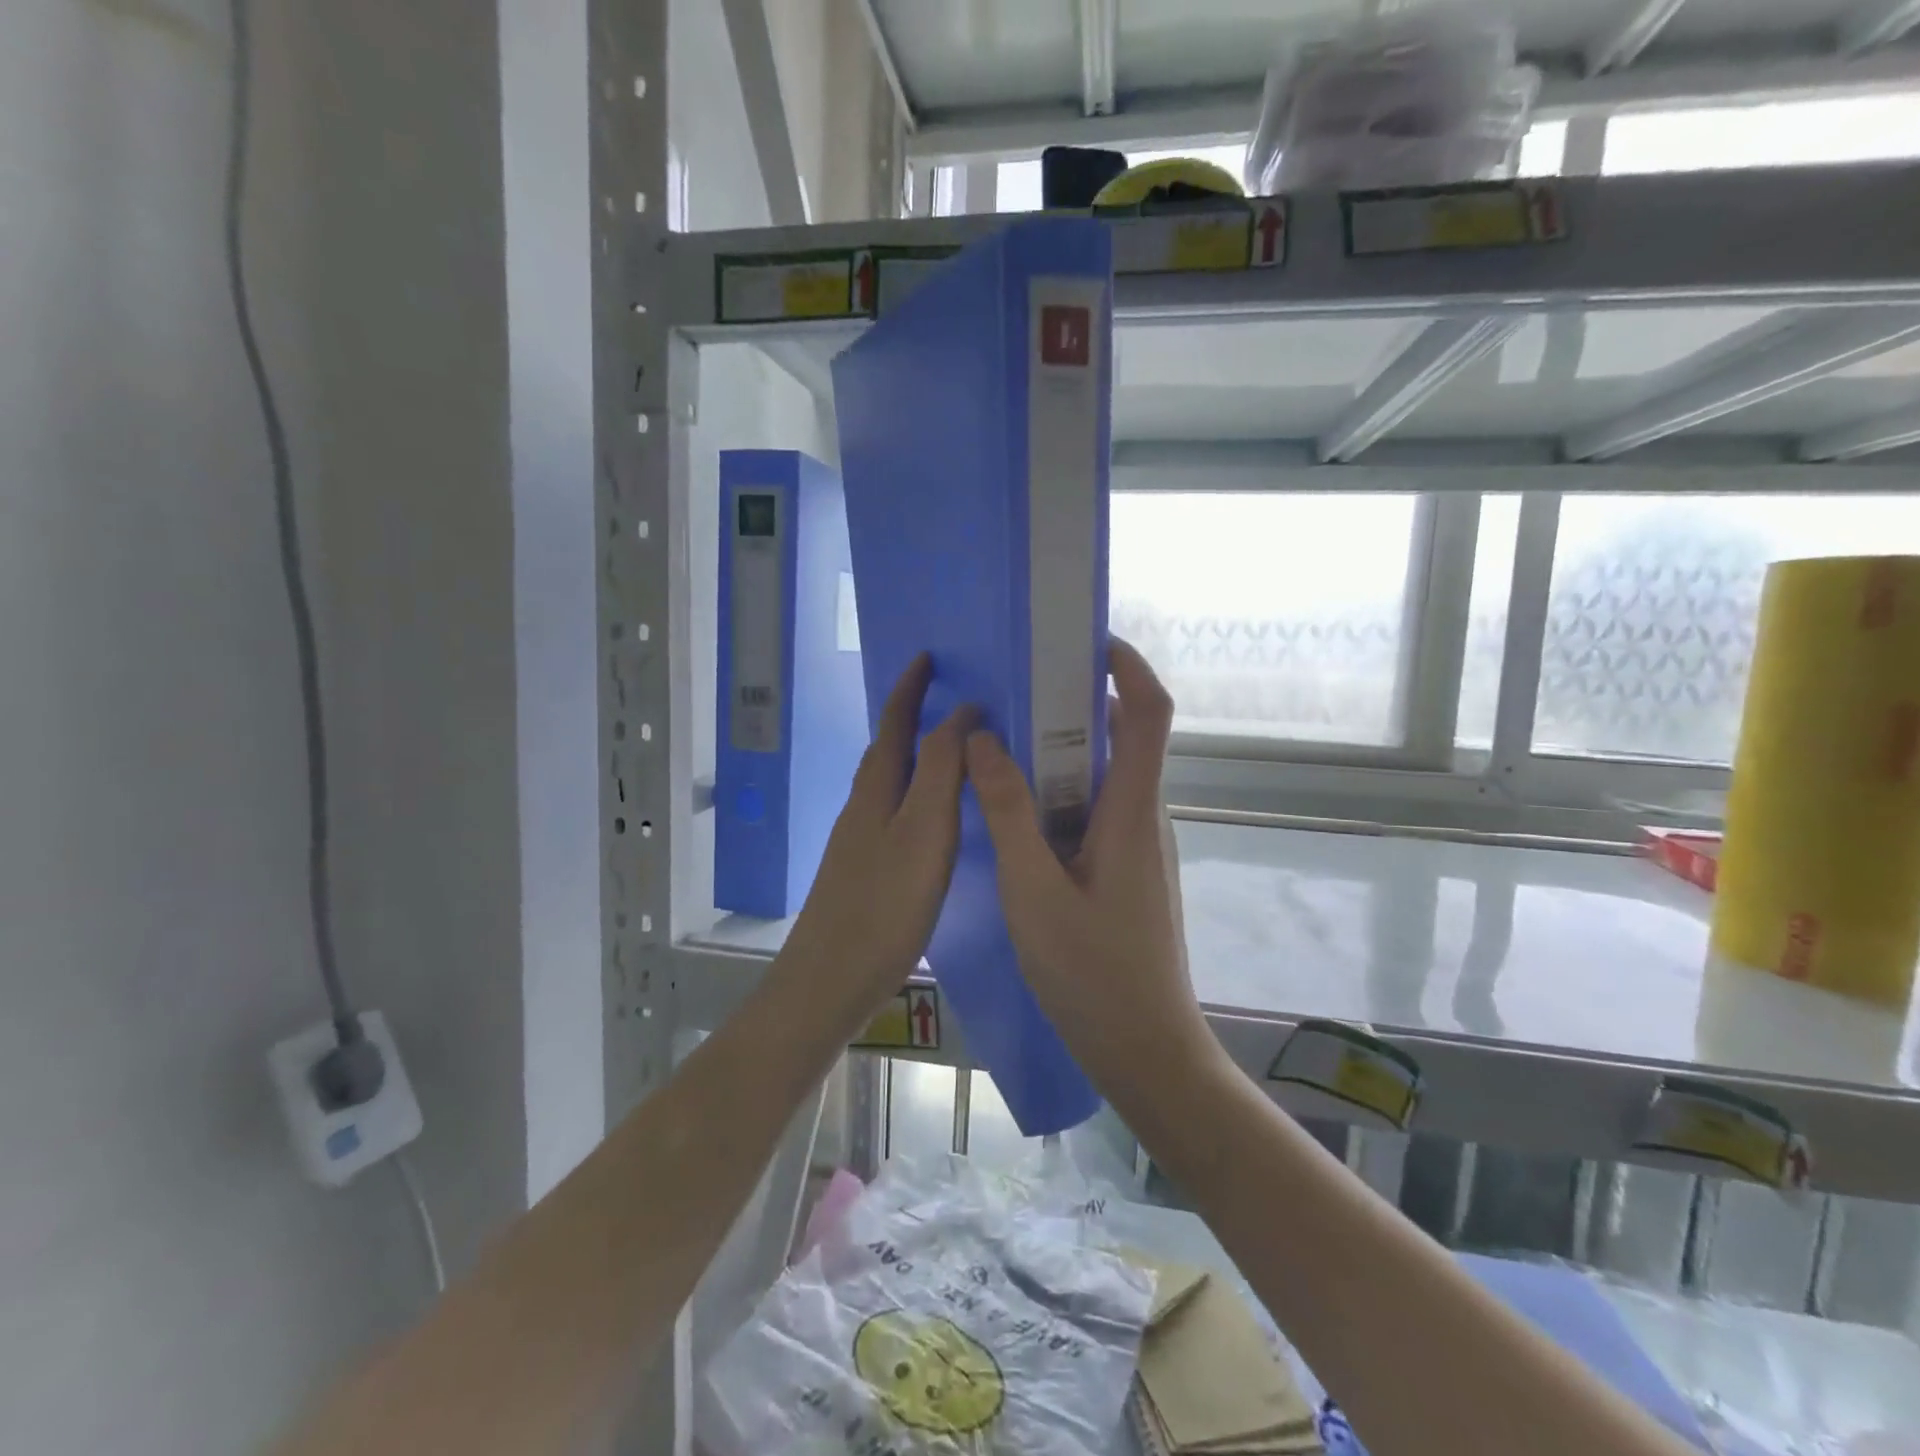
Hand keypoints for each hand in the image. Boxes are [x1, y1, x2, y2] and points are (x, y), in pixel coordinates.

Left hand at [784, 653, 974, 1021]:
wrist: (828, 982)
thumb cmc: (883, 906)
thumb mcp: (922, 832)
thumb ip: (941, 772)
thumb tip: (961, 714)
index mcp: (876, 789)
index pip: (895, 722)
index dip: (910, 687)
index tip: (930, 656)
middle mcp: (864, 805)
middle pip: (889, 747)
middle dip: (913, 714)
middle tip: (953, 697)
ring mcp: (861, 838)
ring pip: (892, 780)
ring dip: (918, 753)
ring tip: (955, 747)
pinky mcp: (867, 868)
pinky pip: (897, 811)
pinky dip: (919, 793)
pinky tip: (938, 816)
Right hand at [964, 639, 1209, 1081]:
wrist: (1147, 1051)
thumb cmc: (1093, 975)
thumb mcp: (1034, 892)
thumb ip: (1008, 814)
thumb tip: (984, 741)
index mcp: (1132, 810)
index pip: (1149, 712)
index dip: (1128, 665)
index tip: (1085, 640)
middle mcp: (1143, 816)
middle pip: (1123, 735)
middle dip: (1076, 702)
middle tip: (1014, 691)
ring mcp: (1138, 844)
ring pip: (1104, 776)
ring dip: (1061, 751)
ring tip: (1003, 743)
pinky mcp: (1126, 869)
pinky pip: (1095, 809)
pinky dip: (1060, 793)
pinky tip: (1016, 812)